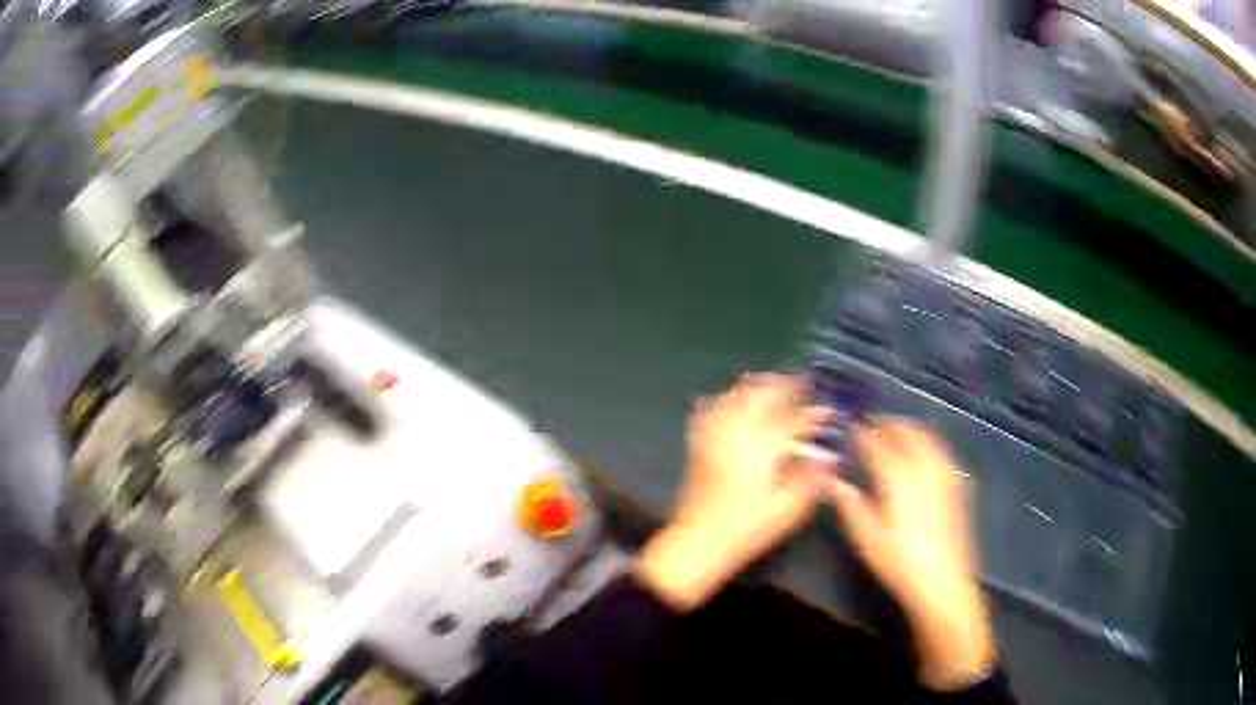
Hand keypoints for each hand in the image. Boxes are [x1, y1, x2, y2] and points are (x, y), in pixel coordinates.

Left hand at [634, 374, 834, 610]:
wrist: (698, 542)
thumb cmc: (746, 529)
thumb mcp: (787, 510)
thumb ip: (811, 480)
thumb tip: (830, 457)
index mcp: (761, 448)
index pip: (793, 421)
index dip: (813, 414)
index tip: (829, 409)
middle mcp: (736, 434)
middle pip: (760, 395)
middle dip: (783, 386)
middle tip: (802, 386)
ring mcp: (714, 437)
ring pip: (735, 397)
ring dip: (756, 387)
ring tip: (773, 387)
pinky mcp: (699, 445)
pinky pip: (711, 410)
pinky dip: (726, 399)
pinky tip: (733, 401)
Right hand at [818, 420, 995, 690]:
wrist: (944, 582)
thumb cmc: (900, 563)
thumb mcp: (868, 540)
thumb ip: (851, 506)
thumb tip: (834, 480)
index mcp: (900, 479)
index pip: (879, 445)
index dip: (864, 434)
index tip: (850, 426)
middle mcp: (926, 468)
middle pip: (908, 433)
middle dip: (890, 425)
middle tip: (873, 423)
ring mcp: (946, 475)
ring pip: (929, 438)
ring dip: (910, 429)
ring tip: (895, 432)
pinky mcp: (958, 485)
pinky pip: (941, 450)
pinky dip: (928, 442)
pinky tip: (922, 452)